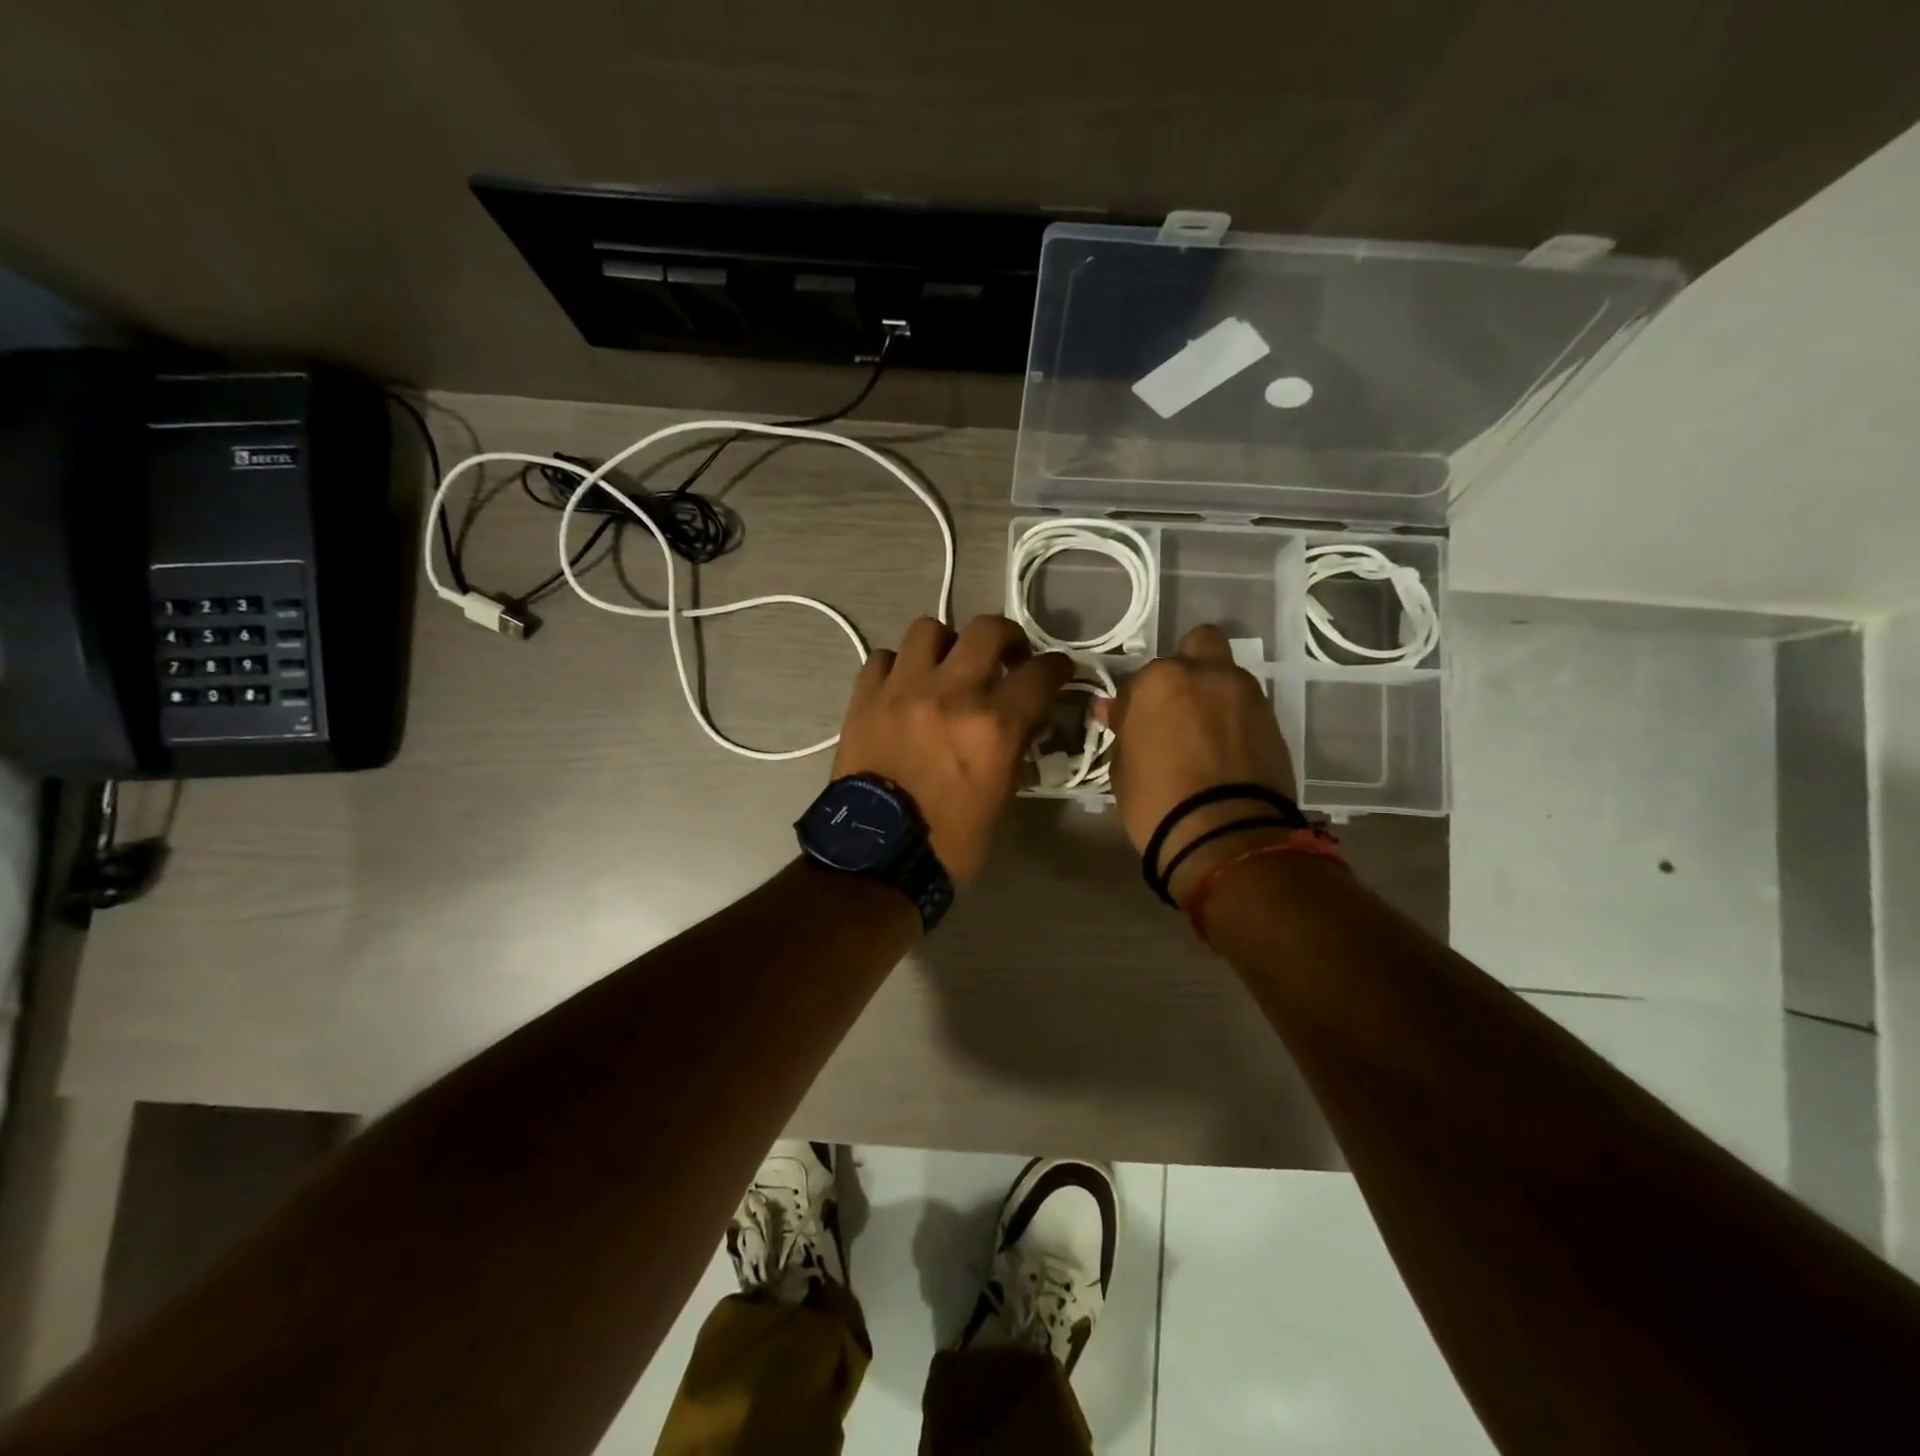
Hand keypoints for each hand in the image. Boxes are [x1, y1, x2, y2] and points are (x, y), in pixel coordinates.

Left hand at [832, 615, 1071, 884]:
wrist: (875, 857)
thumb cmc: (949, 842)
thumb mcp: (1001, 801)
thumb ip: (1015, 752)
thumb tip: (1023, 725)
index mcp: (993, 725)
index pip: (1041, 674)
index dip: (1058, 668)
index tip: (1058, 670)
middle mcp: (951, 694)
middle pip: (987, 629)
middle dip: (1008, 636)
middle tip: (1007, 657)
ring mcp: (903, 690)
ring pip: (929, 629)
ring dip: (947, 644)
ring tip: (948, 666)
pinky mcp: (865, 698)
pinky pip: (884, 658)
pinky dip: (899, 666)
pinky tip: (904, 686)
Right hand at [1106, 624, 1300, 902]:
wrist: (1224, 835)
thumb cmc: (1156, 799)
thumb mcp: (1122, 766)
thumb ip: (1124, 729)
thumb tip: (1115, 711)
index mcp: (1162, 679)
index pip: (1141, 677)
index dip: (1135, 702)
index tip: (1132, 725)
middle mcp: (1209, 674)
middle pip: (1200, 644)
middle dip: (1188, 666)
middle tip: (1176, 705)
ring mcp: (1248, 696)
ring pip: (1228, 677)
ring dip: (1215, 695)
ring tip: (1204, 736)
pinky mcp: (1275, 724)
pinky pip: (1248, 709)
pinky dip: (1235, 721)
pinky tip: (1226, 753)